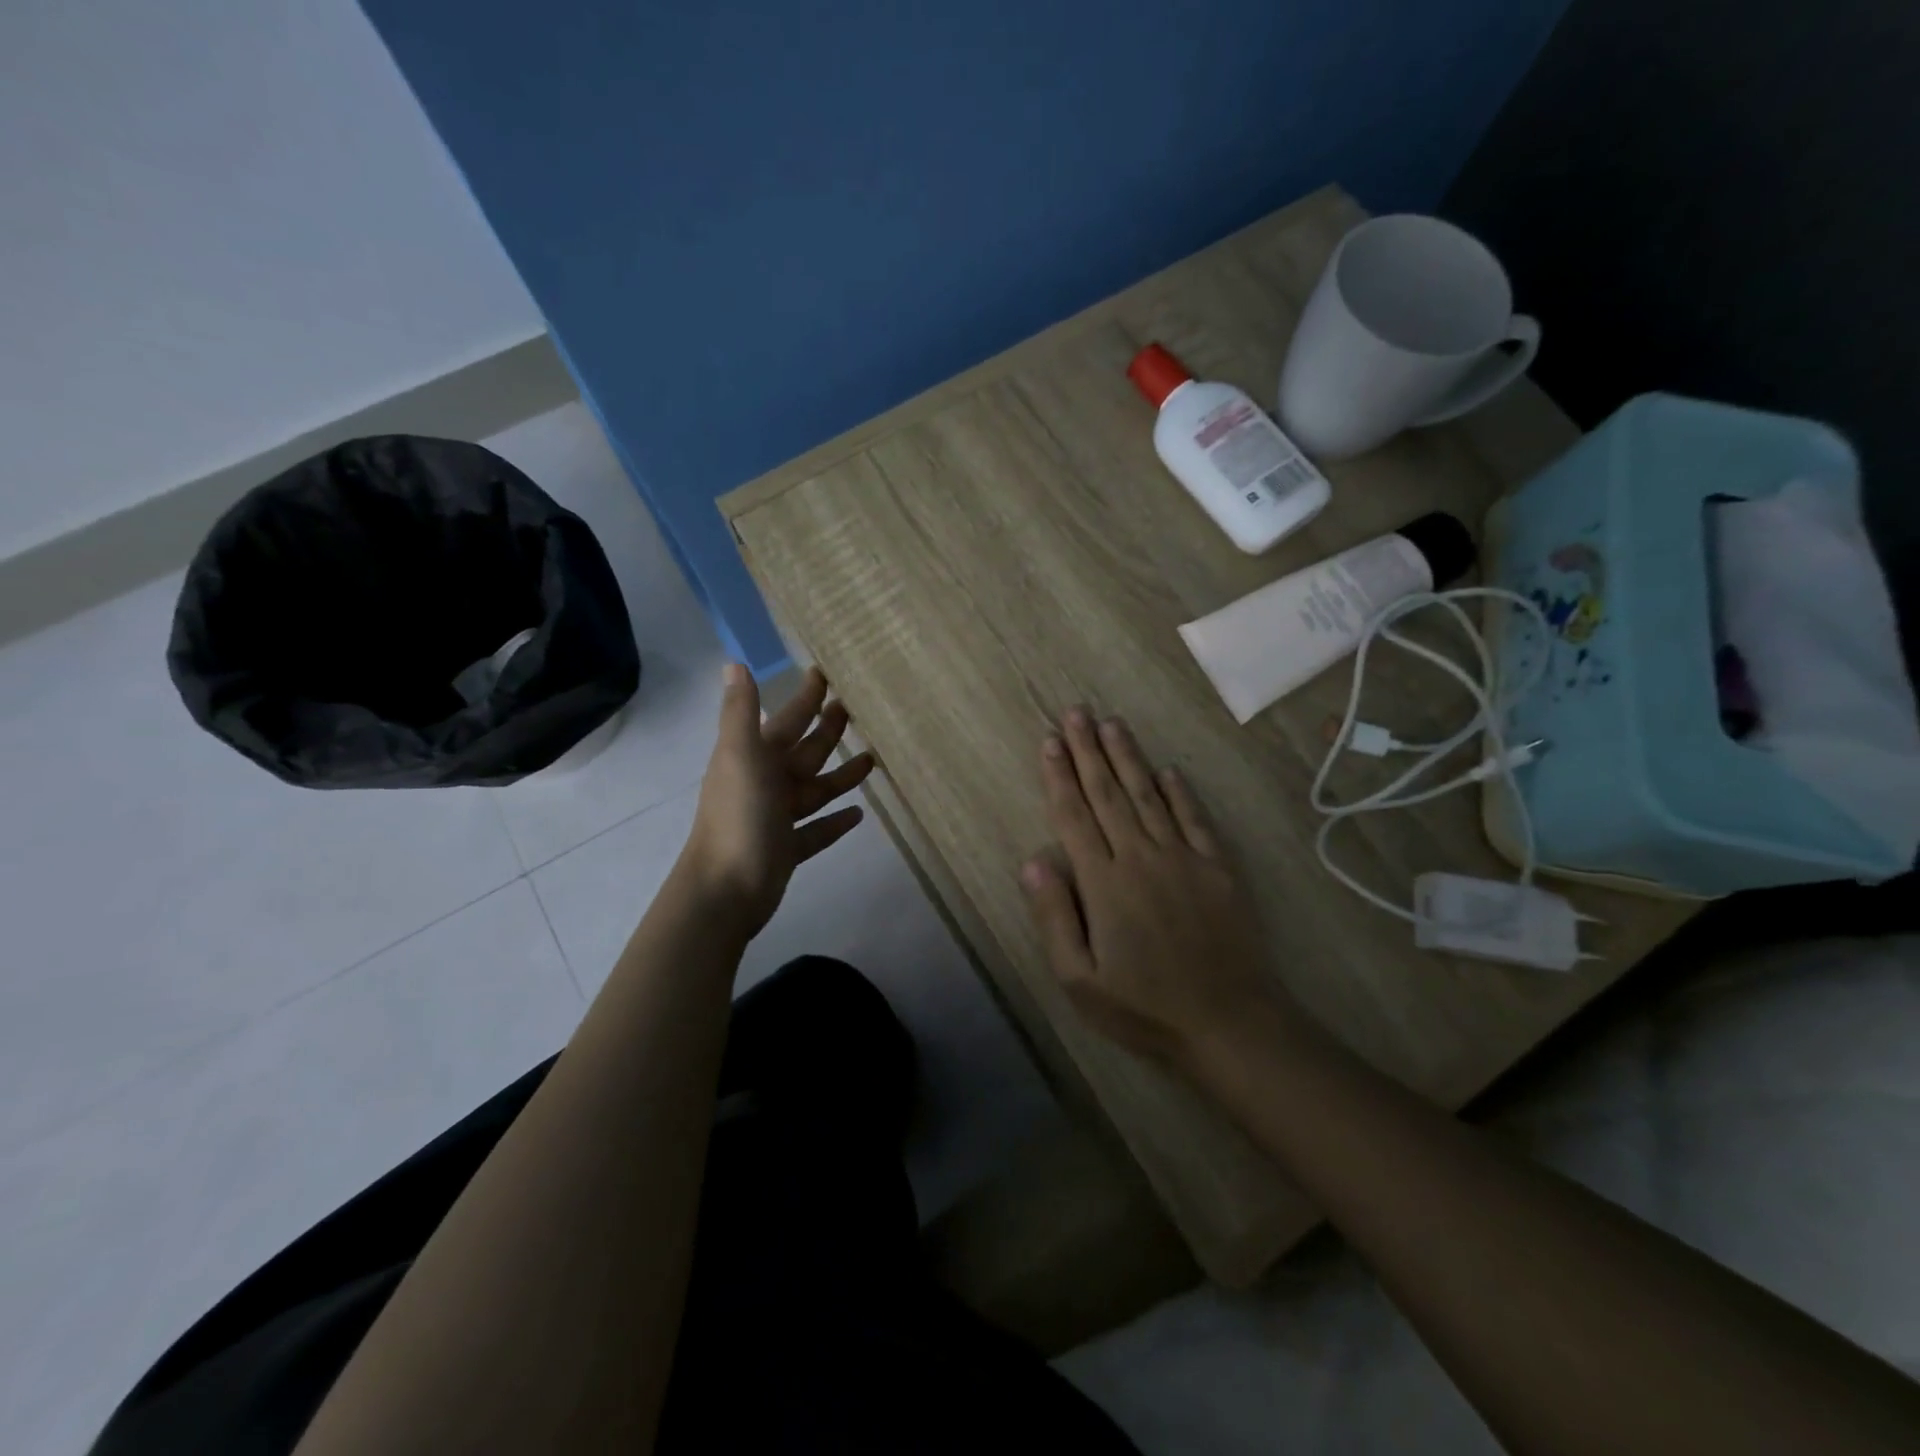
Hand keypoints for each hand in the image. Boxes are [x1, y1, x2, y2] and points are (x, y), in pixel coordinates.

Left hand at [682, 665, 873, 934]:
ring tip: (872, 760)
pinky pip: (817, 831)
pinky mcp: (788, 849)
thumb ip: (740, 711)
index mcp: (754, 758)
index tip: (825, 673)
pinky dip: (835, 821)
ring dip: (840, 775)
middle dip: (827, 730)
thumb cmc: (738, 817)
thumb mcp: (740, 756)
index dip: (804, 698)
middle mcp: (766, 783)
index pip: (786, 719)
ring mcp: (777, 818)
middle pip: (804, 751)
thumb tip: (734, 662)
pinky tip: (859, 814)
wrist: (726, 890)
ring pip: (816, 789)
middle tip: (856, 710)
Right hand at [1021, 709, 1285, 1067]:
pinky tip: (1168, 770)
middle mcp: (1141, 857)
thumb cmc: (1144, 1007)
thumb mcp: (1080, 980)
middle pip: (1108, 794)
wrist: (1230, 1023)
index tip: (1050, 741)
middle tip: (1077, 712)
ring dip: (1128, 757)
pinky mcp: (1217, 868)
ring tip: (1112, 723)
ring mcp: (1183, 858)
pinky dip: (1180, 792)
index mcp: (1104, 882)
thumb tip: (1033, 860)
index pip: (1074, 816)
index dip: (1060, 776)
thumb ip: (1054, 916)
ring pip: (1149, 795)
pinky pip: (1195, 819)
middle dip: (1089, 750)